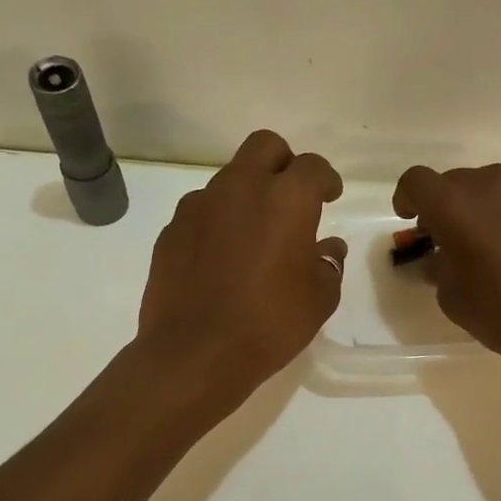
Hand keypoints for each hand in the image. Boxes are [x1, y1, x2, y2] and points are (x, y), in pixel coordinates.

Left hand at [139, 130, 346, 404]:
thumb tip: (327, 249)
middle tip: (291, 197)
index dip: (325, 179)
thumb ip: (328, 264)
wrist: (194, 353)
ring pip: (229, 178)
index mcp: (286, 199)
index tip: (329, 197)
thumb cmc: (269, 324)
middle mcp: (241, 188)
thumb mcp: (319, 300)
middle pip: (265, 146)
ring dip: (247, 194)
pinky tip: (221, 258)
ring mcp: (199, 205)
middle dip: (283, 163)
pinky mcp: (171, 229)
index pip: (312, 166)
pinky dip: (217, 222)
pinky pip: (201, 211)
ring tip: (253, 236)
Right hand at [394, 162, 500, 387]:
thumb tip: (442, 259)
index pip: (416, 181)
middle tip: (450, 241)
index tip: (411, 220)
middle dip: (446, 207)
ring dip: (484, 210)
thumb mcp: (454, 299)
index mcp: (455, 205)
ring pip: (494, 189)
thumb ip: (439, 269)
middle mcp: (492, 184)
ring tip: (493, 247)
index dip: (407, 197)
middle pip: (456, 183)